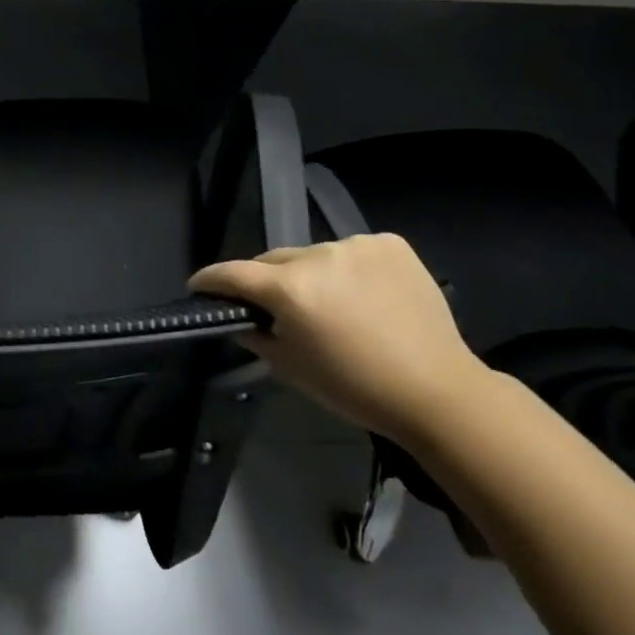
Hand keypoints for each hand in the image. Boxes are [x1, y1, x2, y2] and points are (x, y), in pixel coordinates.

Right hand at [189, 235, 488, 443]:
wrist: (436, 391)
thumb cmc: (354, 387)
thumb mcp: (290, 368)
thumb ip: (255, 335)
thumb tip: (240, 318)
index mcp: (290, 289)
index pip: (234, 273)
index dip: (211, 279)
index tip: (198, 285)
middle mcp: (318, 255)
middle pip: (274, 260)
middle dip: (265, 280)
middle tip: (271, 305)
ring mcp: (357, 244)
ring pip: (315, 255)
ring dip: (311, 274)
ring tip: (328, 303)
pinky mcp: (390, 244)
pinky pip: (352, 252)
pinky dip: (348, 269)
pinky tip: (363, 295)